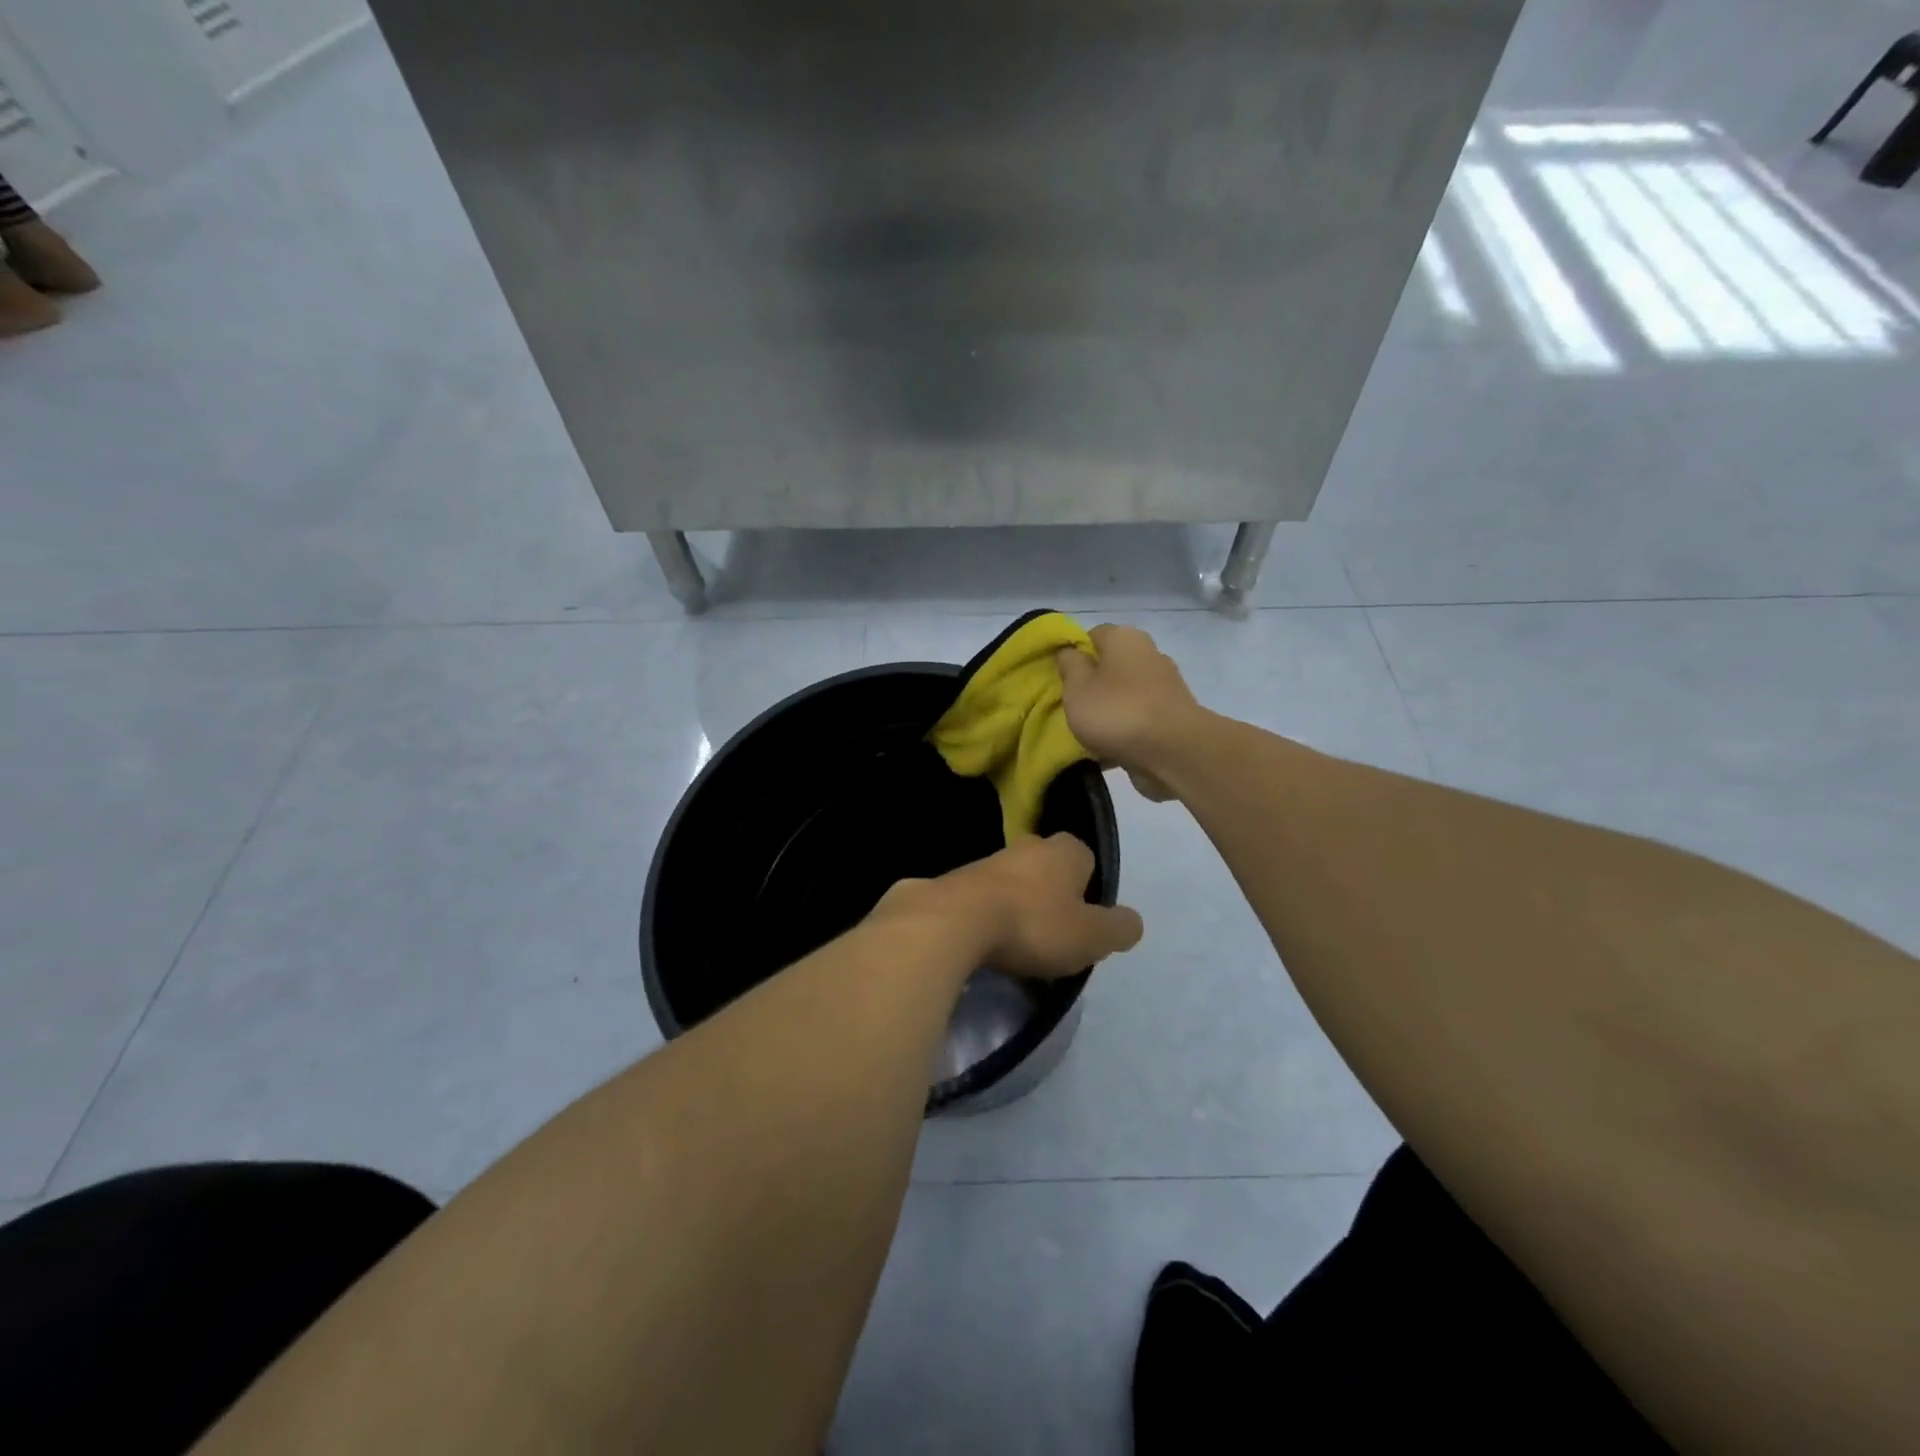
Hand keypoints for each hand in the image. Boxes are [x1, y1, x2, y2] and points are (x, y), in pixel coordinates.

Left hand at [877, 834, 1142, 980]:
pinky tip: (988, 945)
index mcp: (1064, 849)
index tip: (1085, 922)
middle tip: (1055, 936)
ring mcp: (987, 861)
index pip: (1086, 860)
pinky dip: (988, 919)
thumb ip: (1118, 928)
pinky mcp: (955, 882)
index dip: (1089, 890)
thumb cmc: (1034, 924)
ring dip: (1018, 909)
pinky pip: (983, 901)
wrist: (954, 922)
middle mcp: (1026, 845)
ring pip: (1014, 884)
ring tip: (1019, 947)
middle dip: (1052, 898)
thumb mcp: (1092, 936)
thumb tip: (1131, 922)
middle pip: (1048, 871)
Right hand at [1057, 625, 1207, 801]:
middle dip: (1092, 685)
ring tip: (1089, 735)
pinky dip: (1126, 730)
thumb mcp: (1077, 688)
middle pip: (1111, 666)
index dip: (1074, 655)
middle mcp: (1149, 654)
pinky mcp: (1173, 715)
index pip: (1092, 635)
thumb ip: (1069, 666)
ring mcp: (1165, 685)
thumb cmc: (1117, 712)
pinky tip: (1110, 750)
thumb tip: (1070, 651)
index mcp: (1125, 638)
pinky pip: (1139, 718)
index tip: (1061, 679)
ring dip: (1109, 710)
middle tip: (1073, 707)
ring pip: (1125, 694)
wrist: (1174, 752)